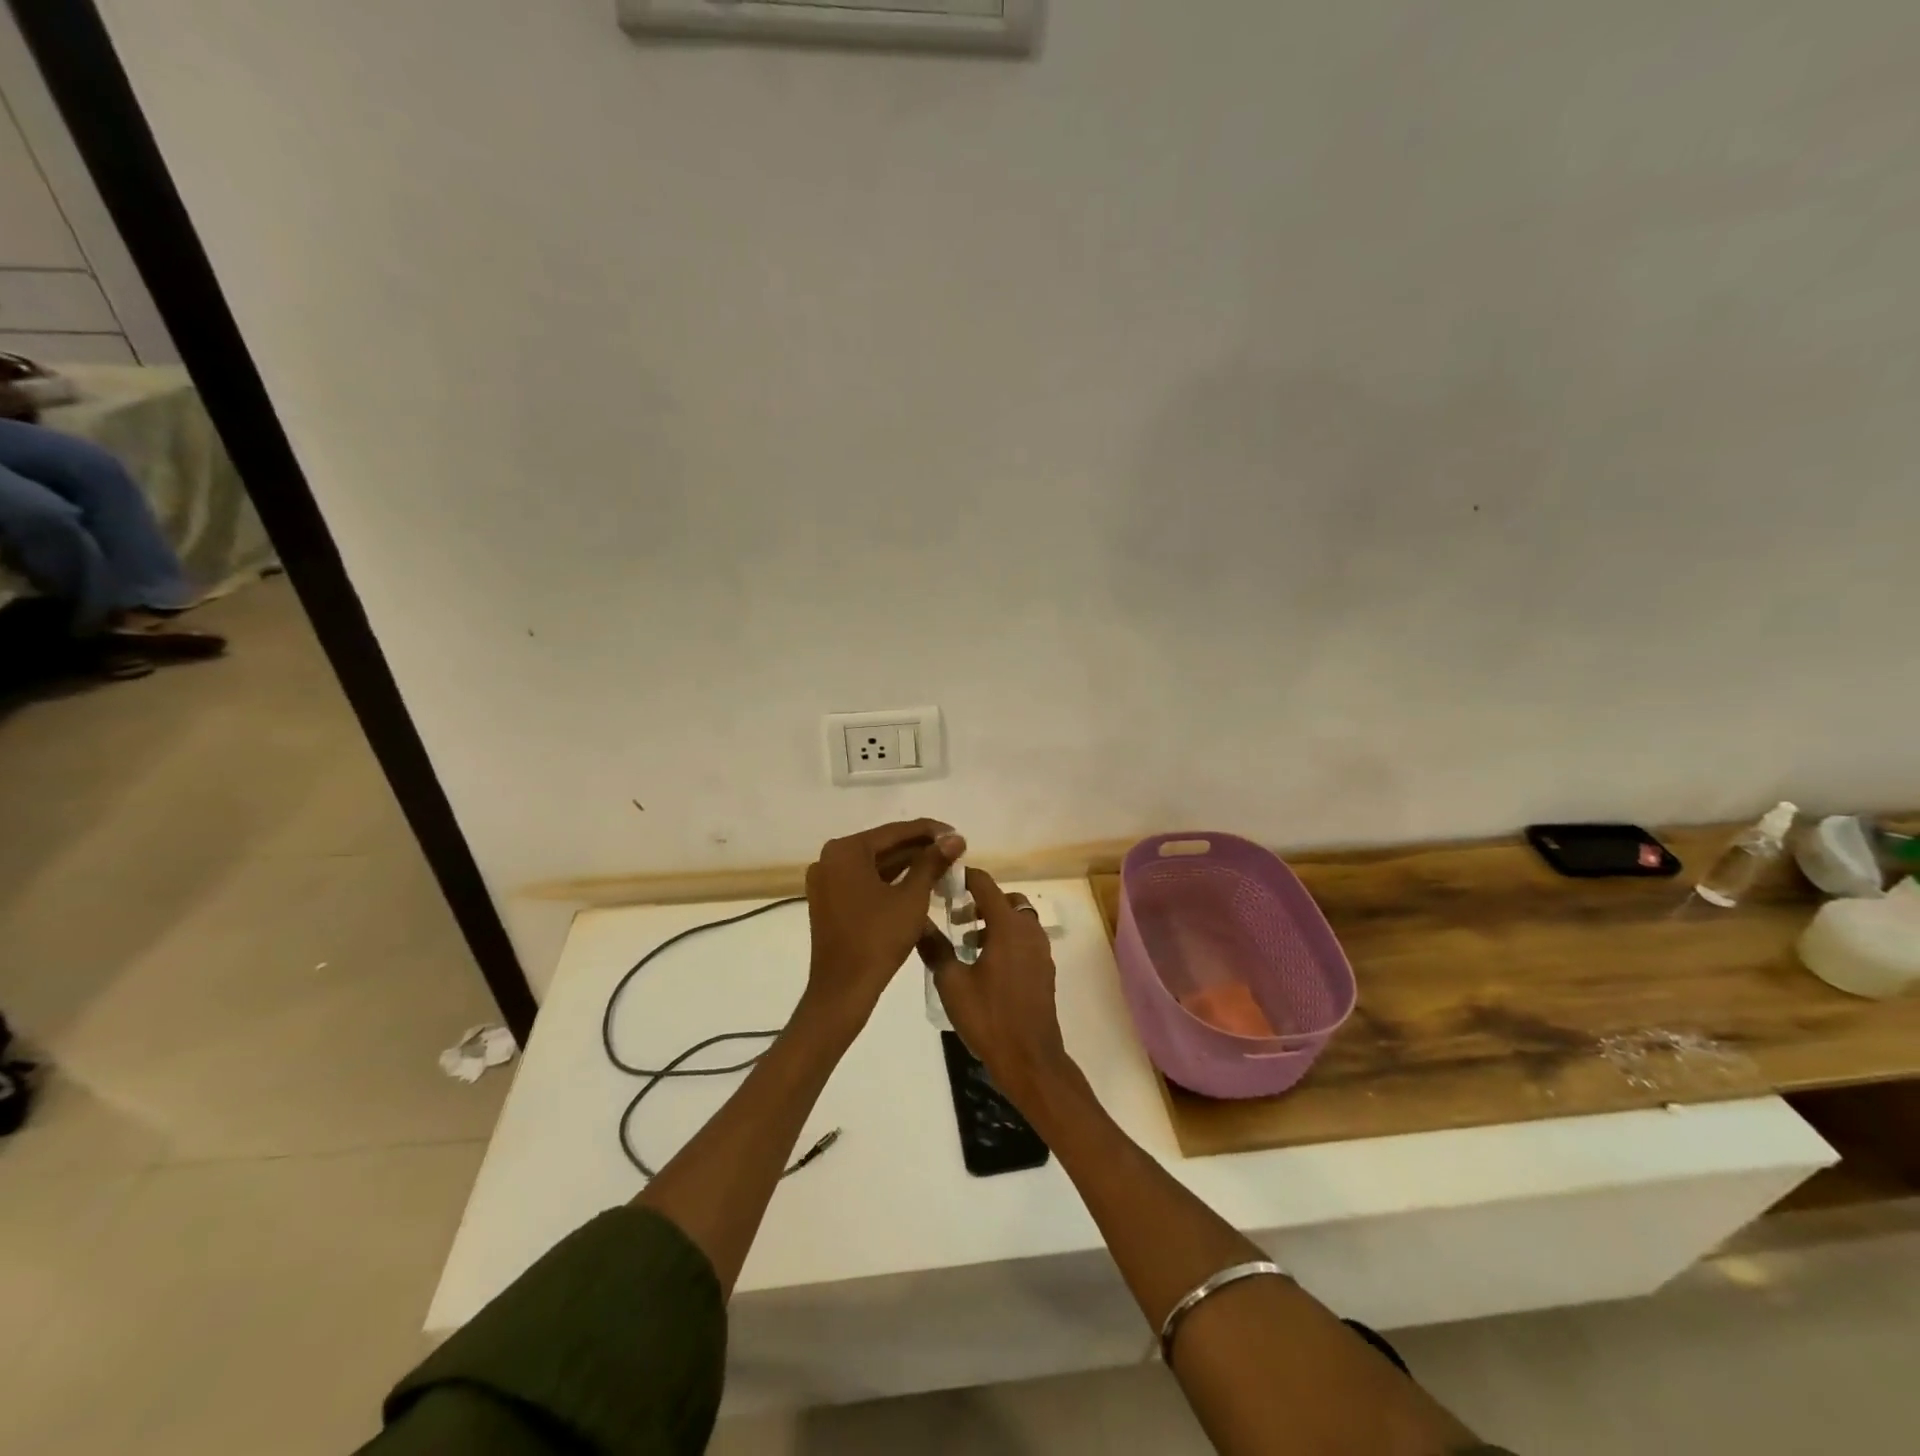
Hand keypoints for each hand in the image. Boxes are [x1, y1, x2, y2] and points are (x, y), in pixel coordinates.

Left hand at [804, 819, 964, 1027]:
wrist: (843, 989)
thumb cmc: (878, 938)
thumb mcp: (912, 897)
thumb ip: (932, 863)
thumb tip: (955, 838)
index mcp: (845, 851)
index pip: (894, 832)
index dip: (930, 831)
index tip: (957, 834)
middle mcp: (830, 859)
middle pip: (883, 846)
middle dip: (919, 848)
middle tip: (953, 850)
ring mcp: (826, 881)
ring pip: (874, 865)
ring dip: (906, 865)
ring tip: (942, 865)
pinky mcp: (829, 901)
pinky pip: (864, 881)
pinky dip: (890, 881)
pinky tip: (918, 883)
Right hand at [920, 869, 1072, 1102]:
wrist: (1029, 1058)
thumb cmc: (989, 1017)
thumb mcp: (951, 983)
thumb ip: (935, 948)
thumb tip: (918, 922)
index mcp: (1007, 926)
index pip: (985, 884)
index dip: (964, 878)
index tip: (943, 882)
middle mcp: (1028, 930)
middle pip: (1005, 899)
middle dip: (980, 901)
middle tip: (955, 917)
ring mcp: (1040, 949)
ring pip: (1017, 919)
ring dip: (994, 920)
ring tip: (967, 943)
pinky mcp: (1044, 968)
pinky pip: (1024, 938)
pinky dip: (1006, 937)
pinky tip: (985, 963)